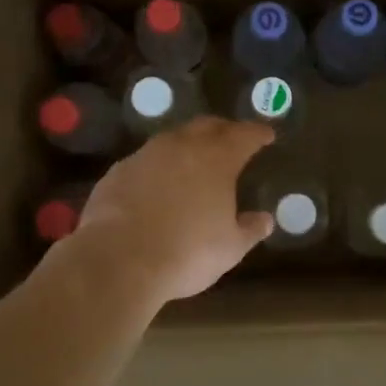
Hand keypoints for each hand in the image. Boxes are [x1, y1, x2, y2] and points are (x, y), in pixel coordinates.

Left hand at [69, 117, 276, 304]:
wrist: (119, 259)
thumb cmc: (187, 252)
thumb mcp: (230, 248)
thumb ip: (250, 229)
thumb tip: (265, 219)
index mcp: (217, 158)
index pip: (245, 135)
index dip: (258, 133)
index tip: (267, 135)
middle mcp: (183, 146)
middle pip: (208, 126)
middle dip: (224, 129)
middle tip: (233, 139)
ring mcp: (147, 155)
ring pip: (174, 138)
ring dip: (189, 144)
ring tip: (195, 158)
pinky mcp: (119, 171)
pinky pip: (146, 160)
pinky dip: (159, 166)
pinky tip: (158, 183)